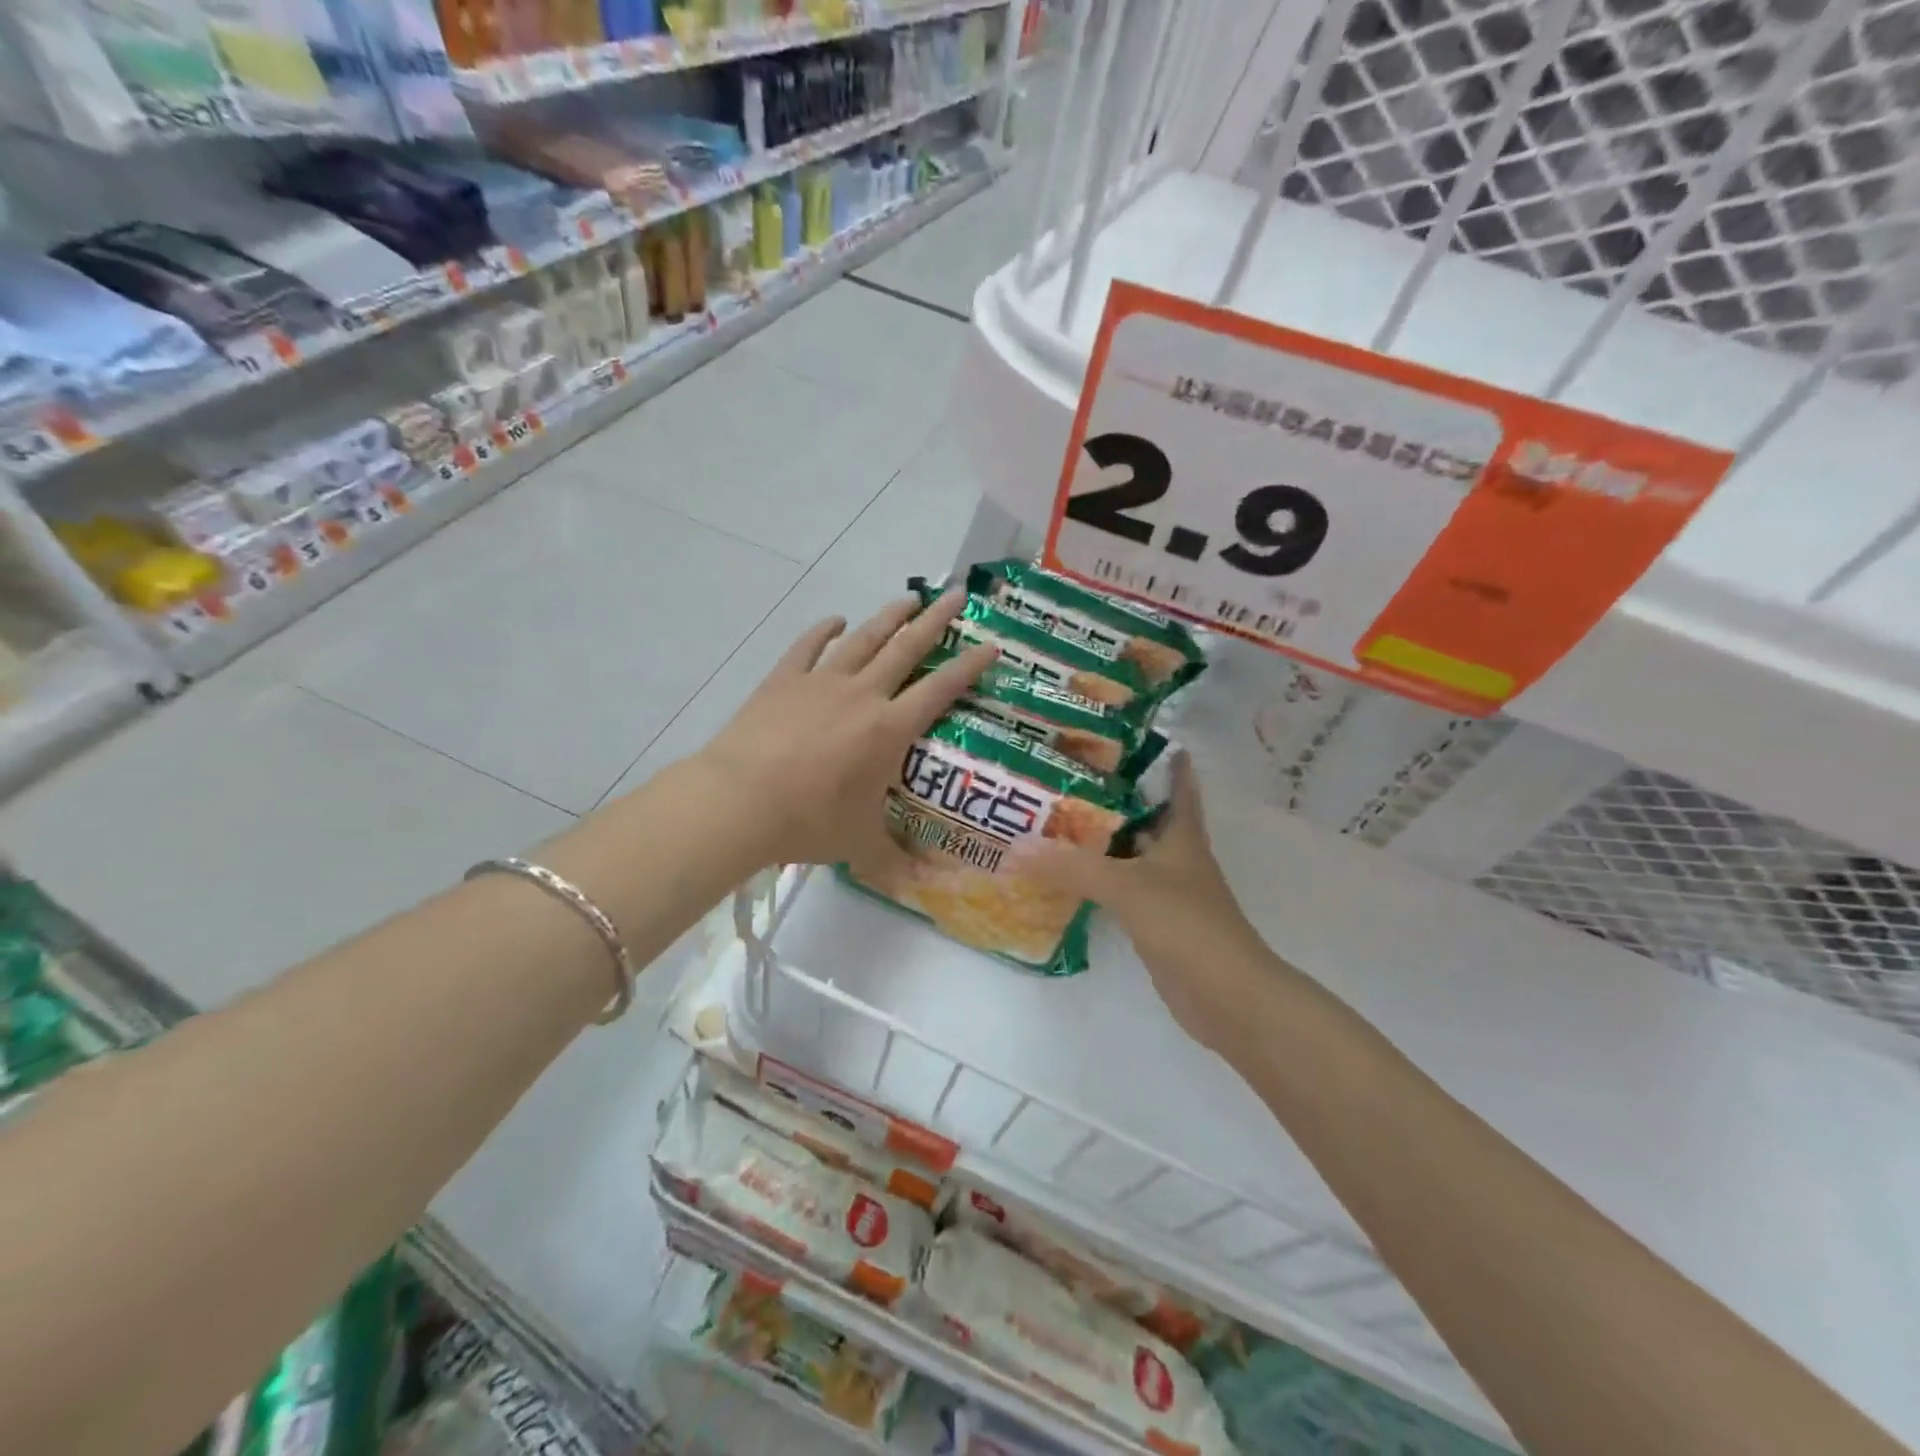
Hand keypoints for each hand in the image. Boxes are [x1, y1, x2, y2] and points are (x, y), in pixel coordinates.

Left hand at [696, 589, 996, 872]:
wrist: (739, 801)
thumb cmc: (808, 821)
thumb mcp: (859, 844)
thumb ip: (894, 859)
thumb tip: (925, 886)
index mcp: (889, 730)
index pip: (940, 690)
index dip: (969, 667)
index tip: (990, 644)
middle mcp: (862, 695)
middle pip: (906, 648)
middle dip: (936, 621)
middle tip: (957, 595)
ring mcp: (821, 682)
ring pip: (863, 639)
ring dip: (888, 618)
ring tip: (908, 599)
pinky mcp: (783, 680)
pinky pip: (808, 647)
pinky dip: (823, 630)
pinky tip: (834, 620)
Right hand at [1022, 752, 1272, 1056]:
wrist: (1227, 997)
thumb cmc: (1187, 925)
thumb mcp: (1127, 886)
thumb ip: (1073, 867)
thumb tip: (1017, 847)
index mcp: (1182, 836)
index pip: (1177, 787)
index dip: (1166, 762)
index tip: (1137, 737)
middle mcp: (1176, 858)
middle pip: (1143, 819)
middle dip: (1112, 800)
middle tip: (1065, 778)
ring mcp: (1166, 893)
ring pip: (1128, 856)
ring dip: (1099, 842)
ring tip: (1054, 821)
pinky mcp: (1155, 924)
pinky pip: (1119, 892)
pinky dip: (1096, 882)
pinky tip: (1066, 878)